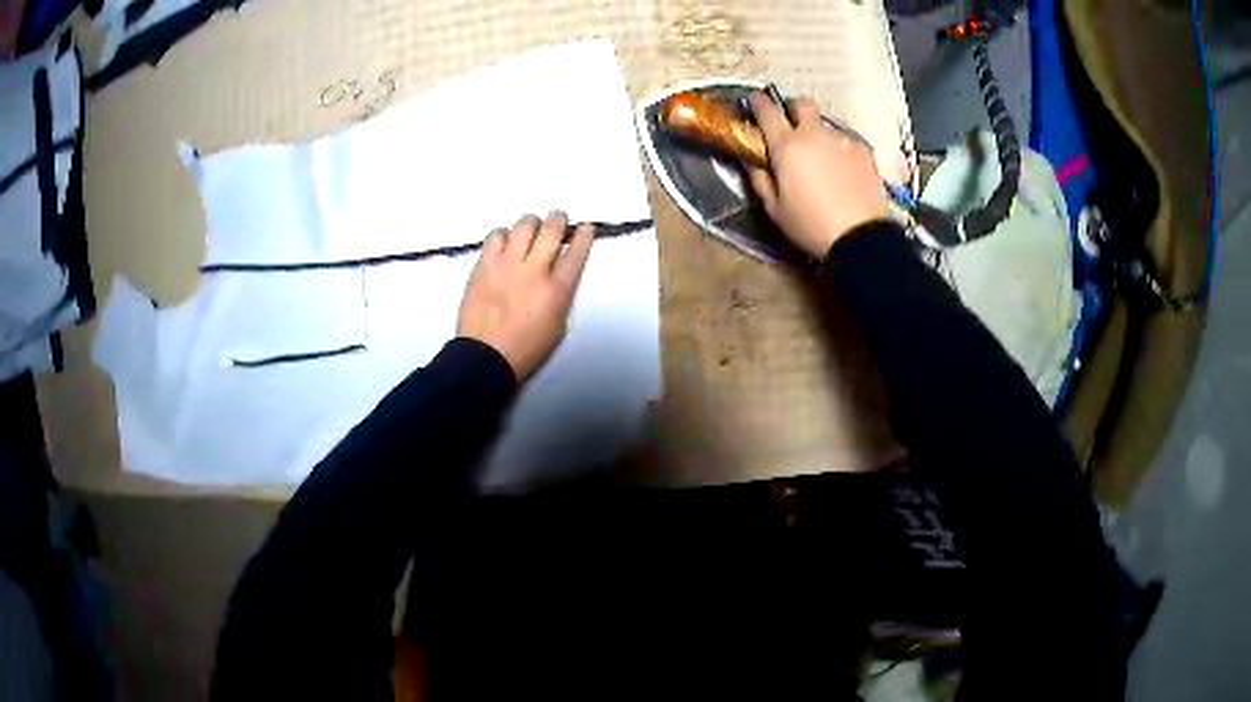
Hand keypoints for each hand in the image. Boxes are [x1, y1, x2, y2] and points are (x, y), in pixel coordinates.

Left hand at [458, 211, 593, 379]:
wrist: (485, 356)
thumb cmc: (526, 348)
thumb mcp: (558, 326)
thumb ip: (560, 295)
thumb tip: (558, 274)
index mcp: (556, 290)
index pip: (575, 252)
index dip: (583, 235)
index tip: (585, 227)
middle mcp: (533, 271)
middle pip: (551, 229)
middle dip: (558, 219)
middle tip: (558, 218)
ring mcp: (506, 265)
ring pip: (523, 225)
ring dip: (531, 223)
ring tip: (530, 227)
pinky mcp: (483, 265)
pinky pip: (495, 236)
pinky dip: (503, 234)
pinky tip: (504, 242)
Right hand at [745, 93, 891, 257]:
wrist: (861, 238)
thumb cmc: (811, 226)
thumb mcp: (775, 209)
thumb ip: (760, 179)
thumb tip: (751, 160)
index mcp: (787, 146)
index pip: (767, 110)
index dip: (758, 103)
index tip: (754, 103)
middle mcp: (814, 135)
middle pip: (802, 104)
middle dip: (793, 108)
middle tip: (790, 124)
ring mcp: (842, 140)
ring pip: (825, 126)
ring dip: (818, 135)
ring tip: (822, 159)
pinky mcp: (864, 152)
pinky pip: (846, 142)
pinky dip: (839, 150)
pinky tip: (843, 171)